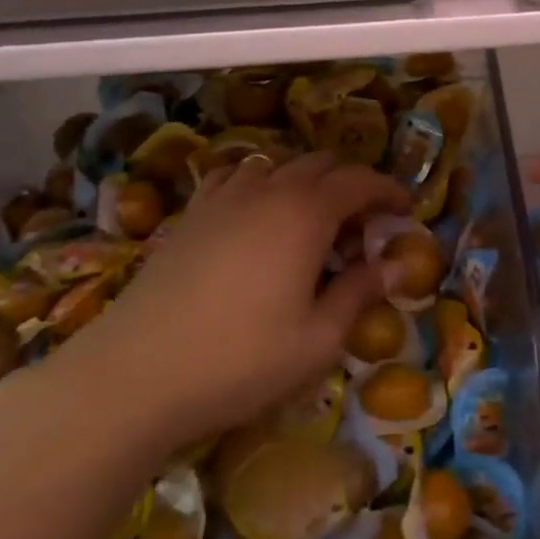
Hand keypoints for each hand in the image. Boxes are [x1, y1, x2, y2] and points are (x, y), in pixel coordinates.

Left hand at [36, 152, 410, 462]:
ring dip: (305, 182)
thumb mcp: (317, 340)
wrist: (135, 373)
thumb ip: (359, 293)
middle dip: (350, 185)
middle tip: (361, 227)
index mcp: (306, 213)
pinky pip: (235, 176)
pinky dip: (260, 183)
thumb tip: (394, 265)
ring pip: (278, 165)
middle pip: (321, 164)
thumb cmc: (240, 360)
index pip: (360, 181)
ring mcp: (224, 197)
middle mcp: (268, 190)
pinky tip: (255, 215)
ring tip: (310, 222)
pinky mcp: (191, 213)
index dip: (388, 190)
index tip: (404, 210)